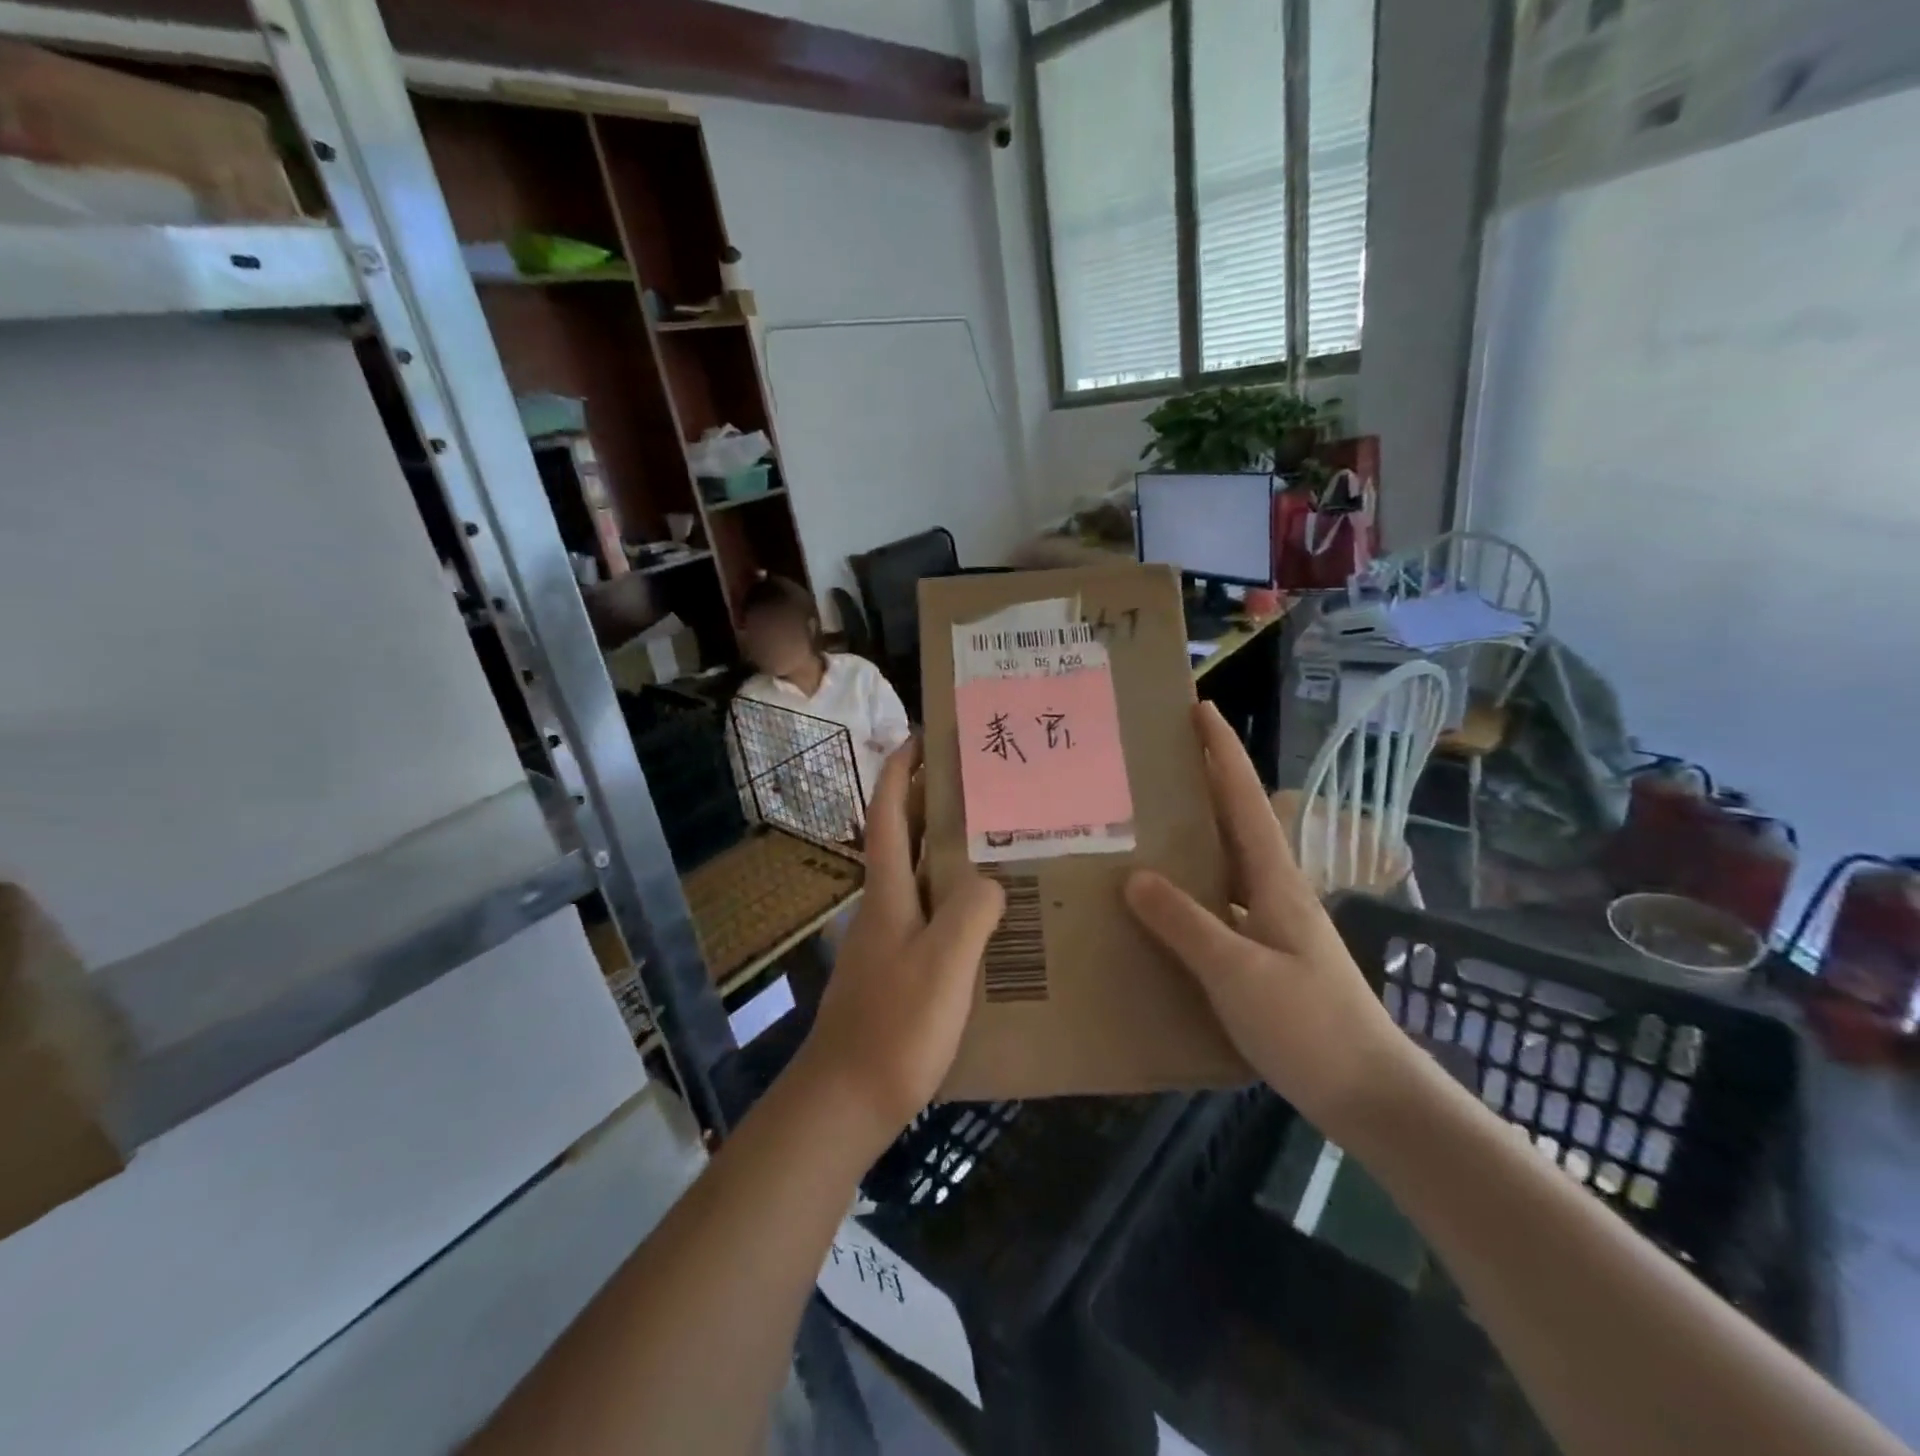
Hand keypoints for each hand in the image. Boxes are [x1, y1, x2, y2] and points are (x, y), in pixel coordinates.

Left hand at [793, 740, 1005, 1147]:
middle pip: (903, 839)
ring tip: (996, 839)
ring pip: (919, 877)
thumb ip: (972, 912)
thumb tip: (993, 880)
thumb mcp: (944, 964)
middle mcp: (883, 906)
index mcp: (887, 892)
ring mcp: (887, 941)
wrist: (845, 1101)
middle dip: (931, 801)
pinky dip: (954, 896)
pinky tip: (989, 915)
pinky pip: (930, 915)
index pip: (889, 814)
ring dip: (947, 849)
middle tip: (980, 782)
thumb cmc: (894, 1027)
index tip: (922, 737)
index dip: (900, 771)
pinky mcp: (897, 971)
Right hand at [1123, 702, 1409, 1130]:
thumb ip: (1185, 923)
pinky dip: (1189, 891)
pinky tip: (1160, 906)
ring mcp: (1272, 924)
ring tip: (1144, 823)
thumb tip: (1134, 875)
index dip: (1223, 751)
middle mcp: (1274, 891)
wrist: (1369, 1095)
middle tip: (1154, 760)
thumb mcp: (1238, 973)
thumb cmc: (1308, 1026)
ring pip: (1225, 864)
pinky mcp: (1265, 956)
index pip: (1243, 799)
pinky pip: (1218, 906)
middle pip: (1235, 821)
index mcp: (1275, 880)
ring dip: (1194, 836)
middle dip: (1203, 783)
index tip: (1200, 708)